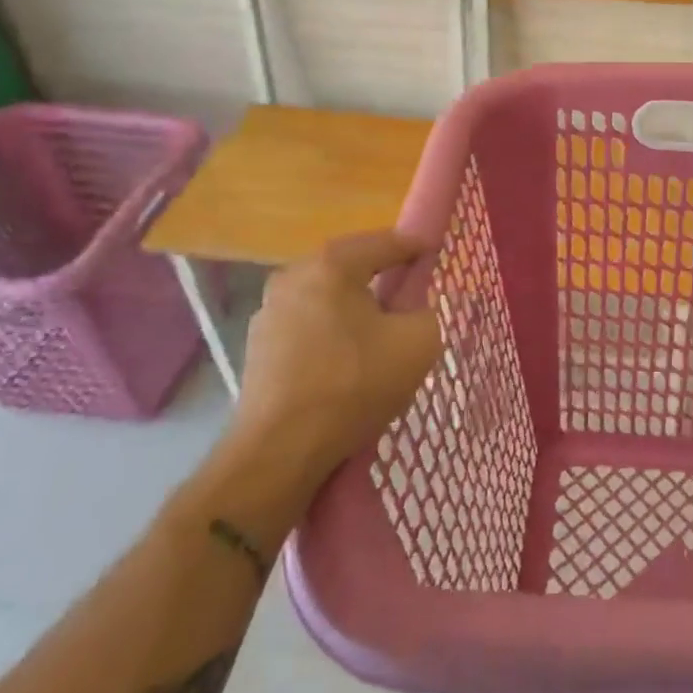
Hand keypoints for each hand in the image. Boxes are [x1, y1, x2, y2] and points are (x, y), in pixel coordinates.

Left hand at [183, 231, 439, 547]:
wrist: (280, 450)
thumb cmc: (354, 384)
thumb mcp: (419, 343)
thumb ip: (426, 311)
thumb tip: (411, 310)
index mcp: (332, 264)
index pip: (385, 242)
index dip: (415, 247)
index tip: (435, 253)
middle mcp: (294, 275)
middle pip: (350, 265)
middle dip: (380, 273)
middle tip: (408, 290)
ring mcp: (269, 311)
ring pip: (325, 295)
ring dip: (351, 304)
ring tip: (377, 328)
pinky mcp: (257, 346)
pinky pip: (307, 323)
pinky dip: (330, 330)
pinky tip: (345, 357)